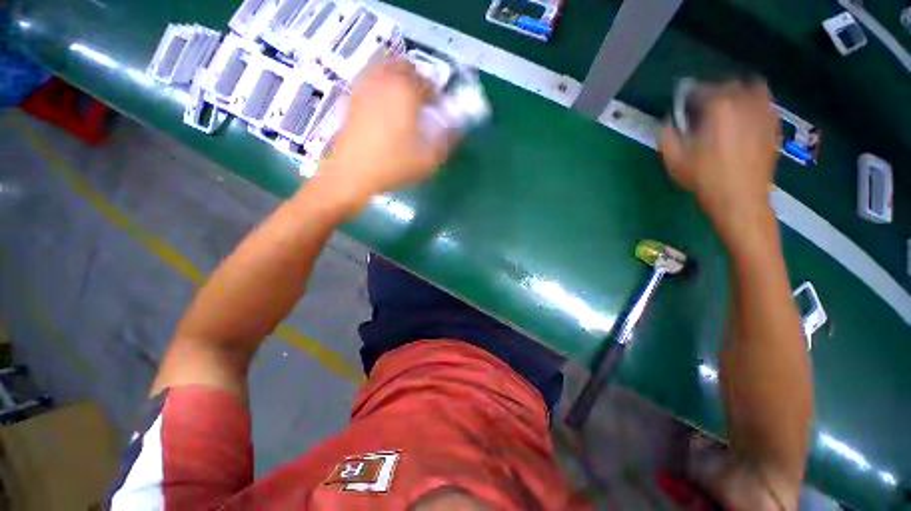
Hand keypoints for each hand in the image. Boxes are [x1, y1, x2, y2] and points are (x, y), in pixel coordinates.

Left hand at [307, 60, 456, 216]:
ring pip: (384, 70)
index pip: (428, 83)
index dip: (437, 96)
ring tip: (404, 104)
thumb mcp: (429, 159)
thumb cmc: (393, 165)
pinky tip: (384, 110)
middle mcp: (384, 81)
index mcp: (405, 91)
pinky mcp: (352, 100)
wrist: (353, 174)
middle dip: (417, 81)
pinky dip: (381, 89)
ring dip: (398, 81)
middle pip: (404, 67)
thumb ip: (447, 142)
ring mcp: (364, 88)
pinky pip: (370, 83)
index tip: (439, 111)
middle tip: (422, 102)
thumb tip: (456, 131)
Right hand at [659, 81, 780, 247]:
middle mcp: (744, 102)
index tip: (683, 109)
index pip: (700, 89)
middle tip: (702, 111)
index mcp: (718, 107)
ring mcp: (764, 112)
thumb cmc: (704, 179)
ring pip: (751, 88)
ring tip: (726, 109)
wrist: (740, 200)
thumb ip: (667, 134)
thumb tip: (670, 120)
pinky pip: (765, 103)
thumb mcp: (674, 160)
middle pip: (727, 85)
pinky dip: (754, 104)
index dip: (688, 98)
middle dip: (712, 94)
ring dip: (736, 94)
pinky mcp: (774, 125)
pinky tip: (744, 118)